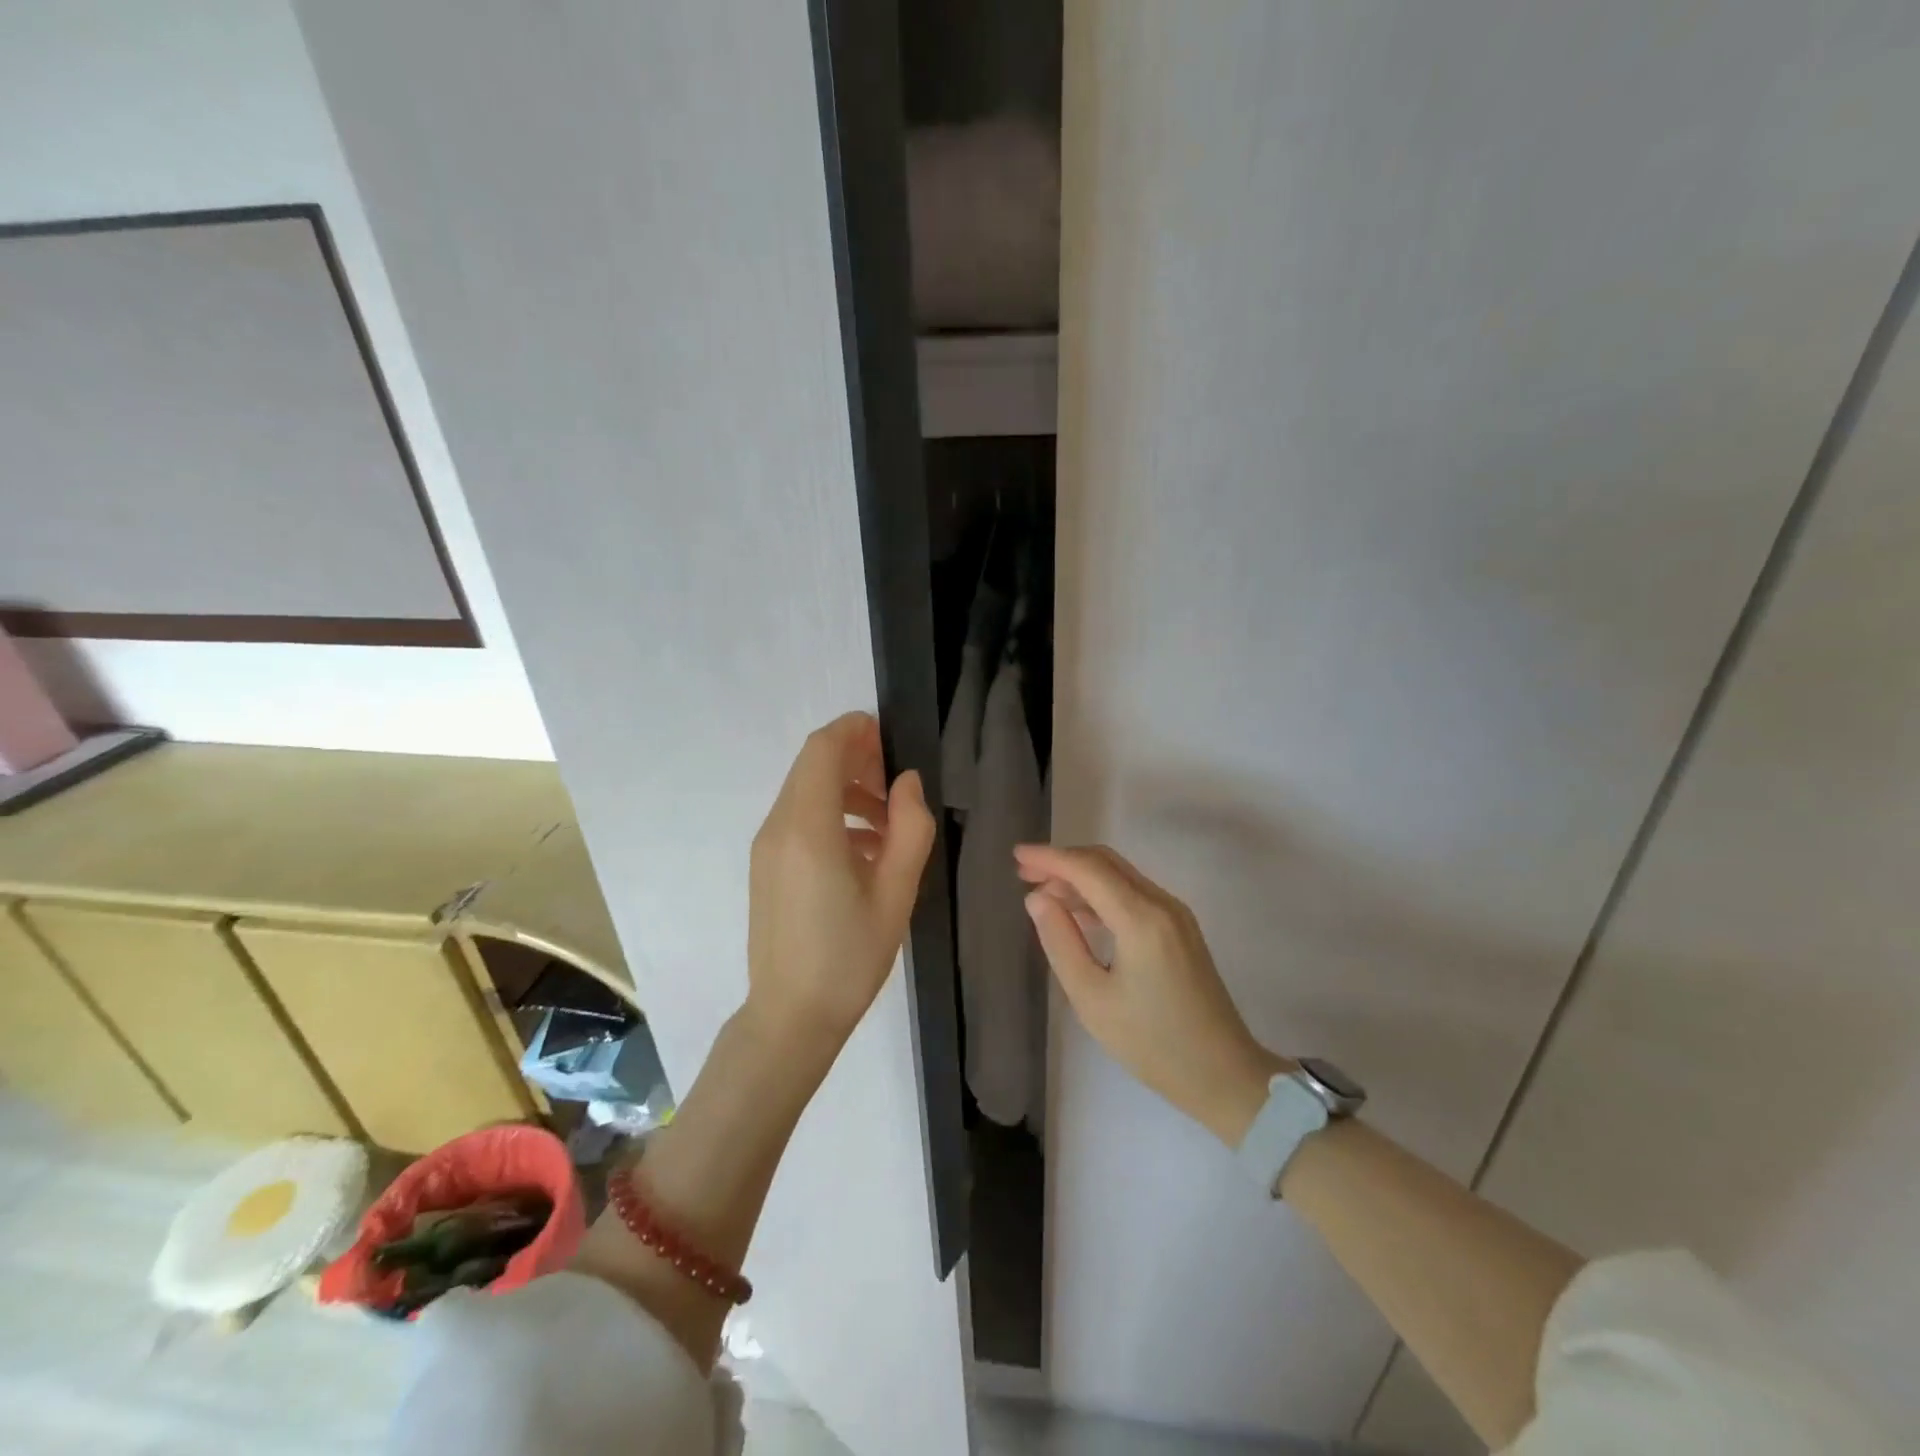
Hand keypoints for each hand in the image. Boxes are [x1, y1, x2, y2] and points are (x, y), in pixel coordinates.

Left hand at [747, 713, 934, 1060]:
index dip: (857, 731)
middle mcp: (778, 827)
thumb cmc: (849, 958)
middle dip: (857, 760)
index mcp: (808, 828)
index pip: (823, 749)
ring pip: (806, 792)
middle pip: (813, 766)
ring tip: (891, 825)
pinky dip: (832, 816)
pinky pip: (799, 820)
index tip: (893, 741)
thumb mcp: (896, 893)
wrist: (790, 1018)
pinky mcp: (766, 866)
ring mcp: (767, 847)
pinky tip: (867, 852)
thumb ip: (910, 828)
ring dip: (847, 790)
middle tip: (899, 787)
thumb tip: (907, 783)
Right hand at [1015, 843, 1291, 1144]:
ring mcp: (1176, 915)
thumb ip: (1060, 941)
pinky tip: (1078, 913)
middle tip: (1024, 872)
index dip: (1050, 857)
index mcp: (1141, 919)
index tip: (1016, 854)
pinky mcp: (1181, 929)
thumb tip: (1037, 898)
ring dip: (1081, 878)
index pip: (1088, 870)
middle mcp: (1162, 904)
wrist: (1224, 1074)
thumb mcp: (1092, 998)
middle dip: (1063, 861)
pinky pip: (1134, 894)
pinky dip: (1101, 894)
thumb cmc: (1152, 1044)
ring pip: (1120, 876)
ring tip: (1042, 893)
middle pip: (1106, 863)